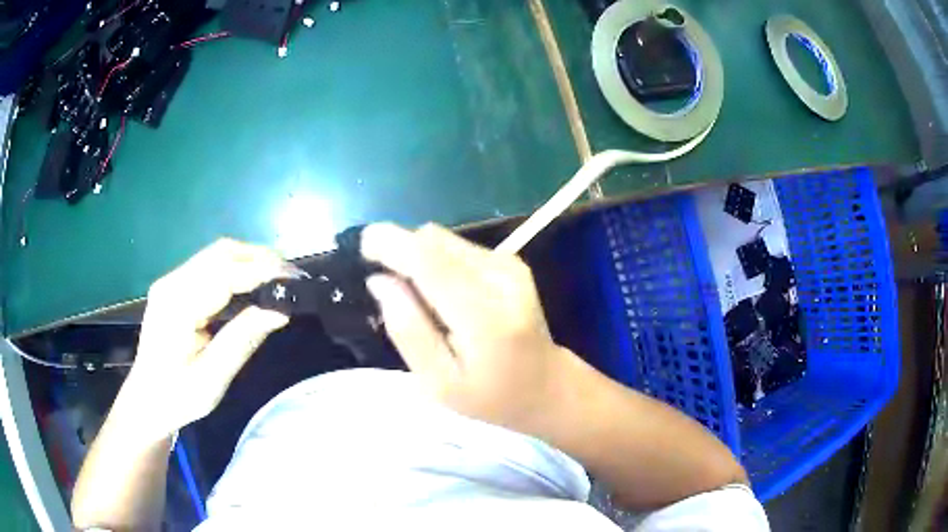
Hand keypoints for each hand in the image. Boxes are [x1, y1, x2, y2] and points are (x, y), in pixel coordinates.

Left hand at [119, 238, 297, 440]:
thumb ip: (242, 340)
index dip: (262, 270)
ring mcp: (172, 282)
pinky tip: (253, 285)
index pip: (224, 273)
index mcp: (177, 306)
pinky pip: (211, 267)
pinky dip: (237, 269)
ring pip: (217, 255)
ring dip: (250, 261)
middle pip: (221, 252)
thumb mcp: (212, 379)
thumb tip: (280, 311)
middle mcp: (172, 283)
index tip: (295, 278)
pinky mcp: (175, 287)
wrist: (146, 401)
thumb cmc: (177, 397)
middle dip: (260, 258)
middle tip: (292, 277)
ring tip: (279, 279)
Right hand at [362, 223, 575, 433]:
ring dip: (420, 259)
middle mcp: (501, 278)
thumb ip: (408, 330)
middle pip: (434, 241)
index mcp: (484, 316)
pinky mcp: (511, 262)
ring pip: (444, 241)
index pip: (430, 261)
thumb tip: (379, 280)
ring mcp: (510, 265)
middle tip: (391, 291)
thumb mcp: (439, 383)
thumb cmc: (491, 398)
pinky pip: (458, 248)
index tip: (362, 246)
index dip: (390, 244)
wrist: (548, 387)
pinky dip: (439, 264)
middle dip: (402, 253)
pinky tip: (445, 297)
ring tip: (423, 301)